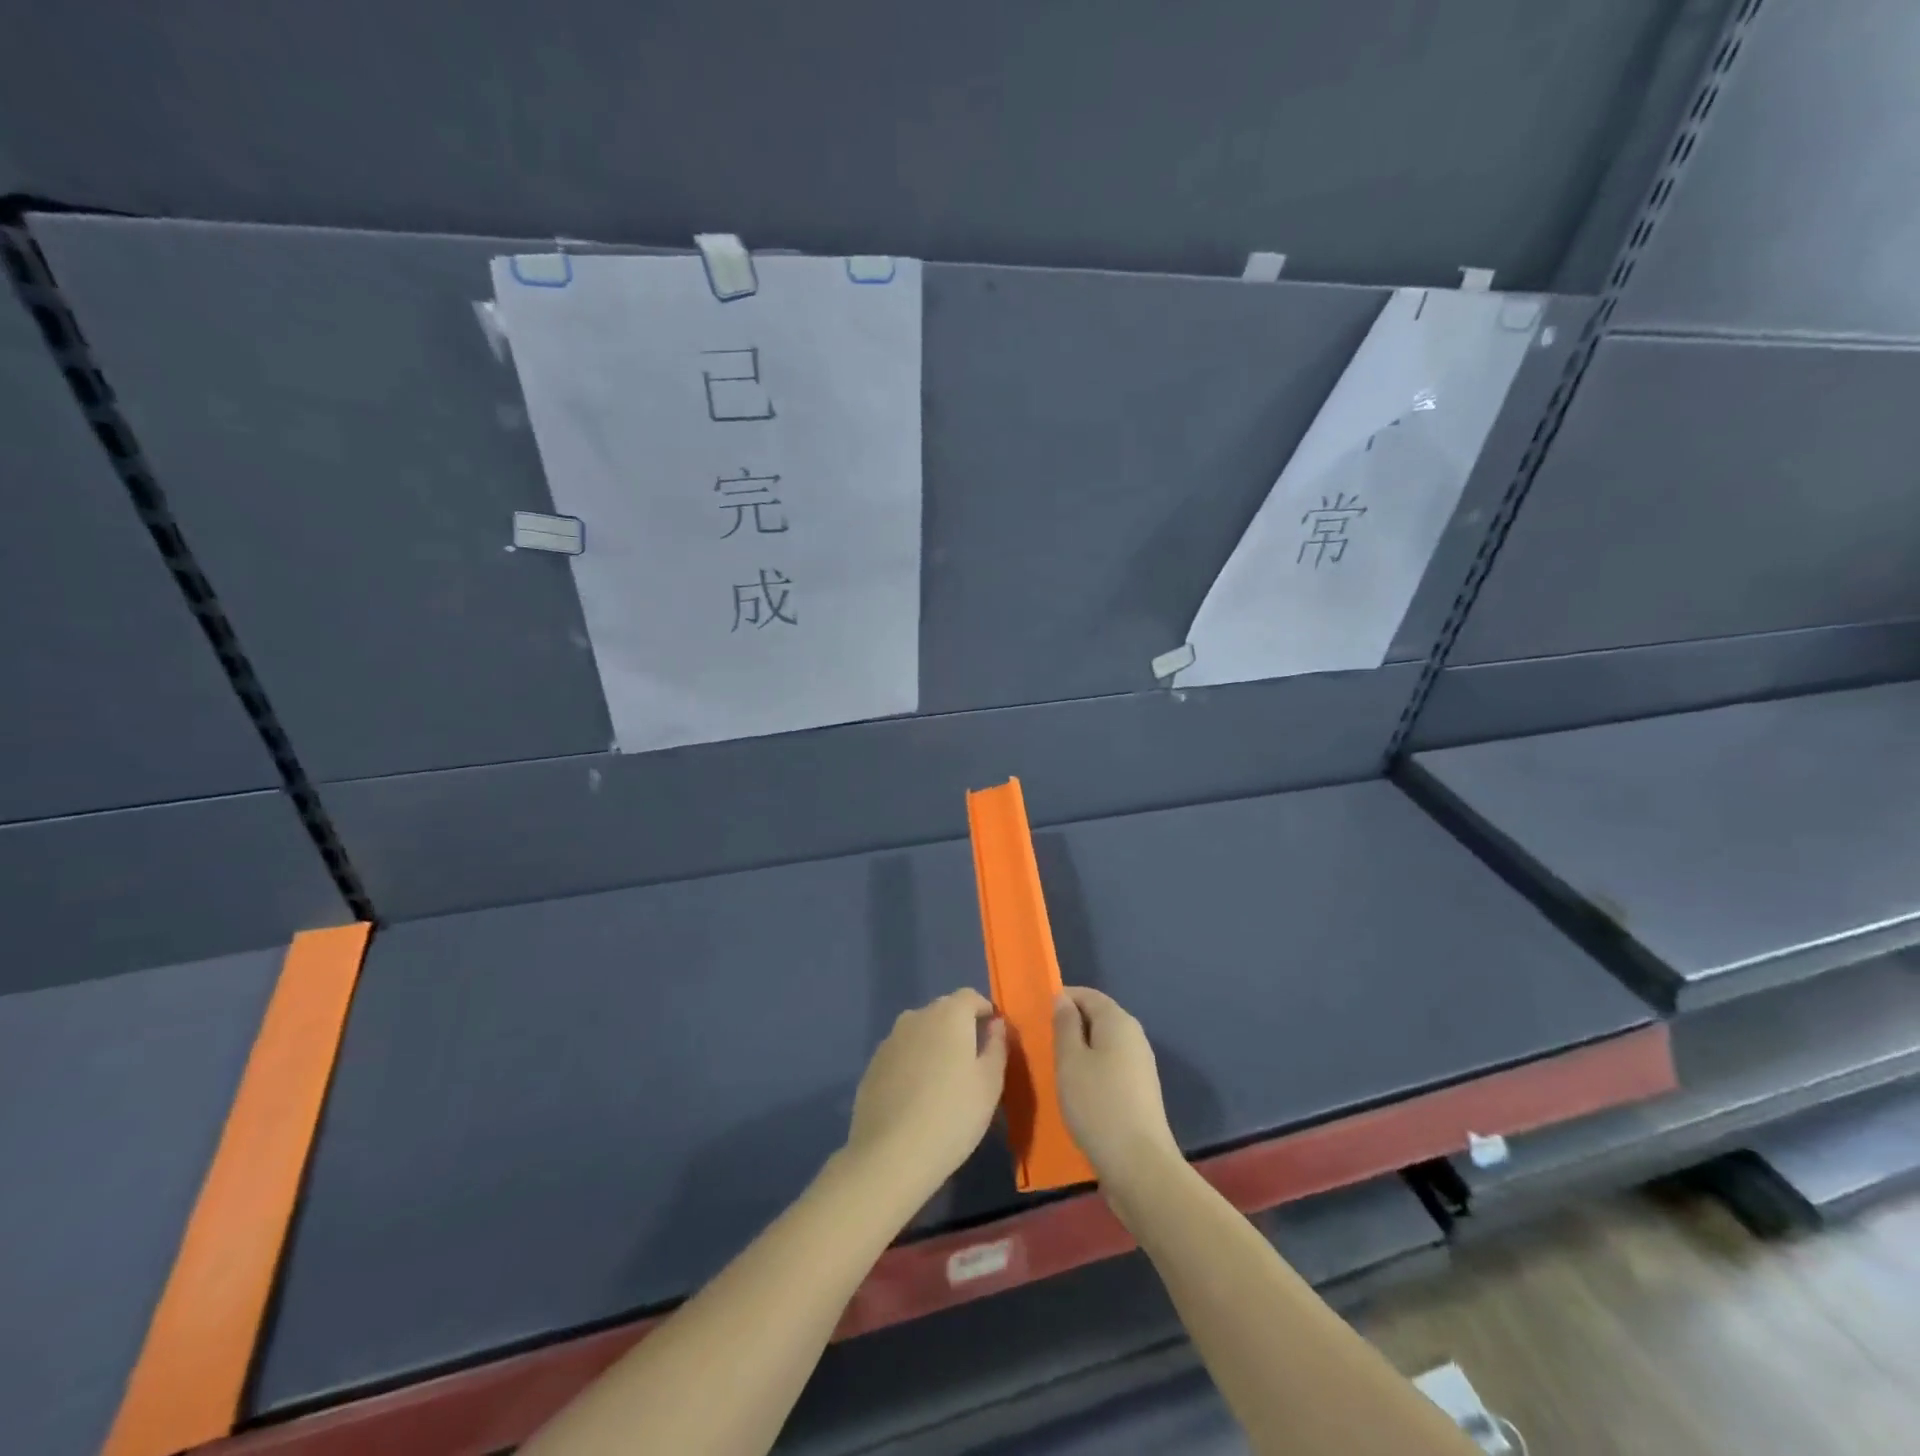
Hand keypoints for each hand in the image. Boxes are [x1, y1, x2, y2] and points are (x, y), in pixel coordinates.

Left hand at [844, 989, 1007, 1203]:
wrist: (891, 1155)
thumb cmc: (953, 1115)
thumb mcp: (990, 1083)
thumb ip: (997, 1046)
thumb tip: (996, 1024)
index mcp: (949, 1014)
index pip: (970, 997)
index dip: (985, 1011)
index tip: (994, 1035)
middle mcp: (916, 1016)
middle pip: (944, 1011)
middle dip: (960, 1027)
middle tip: (972, 1062)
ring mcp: (890, 1040)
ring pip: (920, 1032)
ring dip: (934, 1045)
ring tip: (944, 1081)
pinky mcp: (872, 1065)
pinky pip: (901, 1054)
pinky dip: (912, 1064)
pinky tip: (917, 1097)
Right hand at [1053, 987, 1181, 1196]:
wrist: (1139, 1165)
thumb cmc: (1097, 1104)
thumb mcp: (1070, 1060)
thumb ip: (1065, 1025)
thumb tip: (1063, 999)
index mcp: (1118, 1021)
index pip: (1087, 994)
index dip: (1062, 998)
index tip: (1036, 1013)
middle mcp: (1134, 1036)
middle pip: (1098, 1017)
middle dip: (1070, 1024)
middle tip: (1041, 1041)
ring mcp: (1141, 1065)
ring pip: (1104, 1044)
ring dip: (1079, 1049)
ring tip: (1053, 1066)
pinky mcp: (1140, 1091)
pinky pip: (1111, 1066)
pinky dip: (1092, 1069)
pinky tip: (1076, 1089)